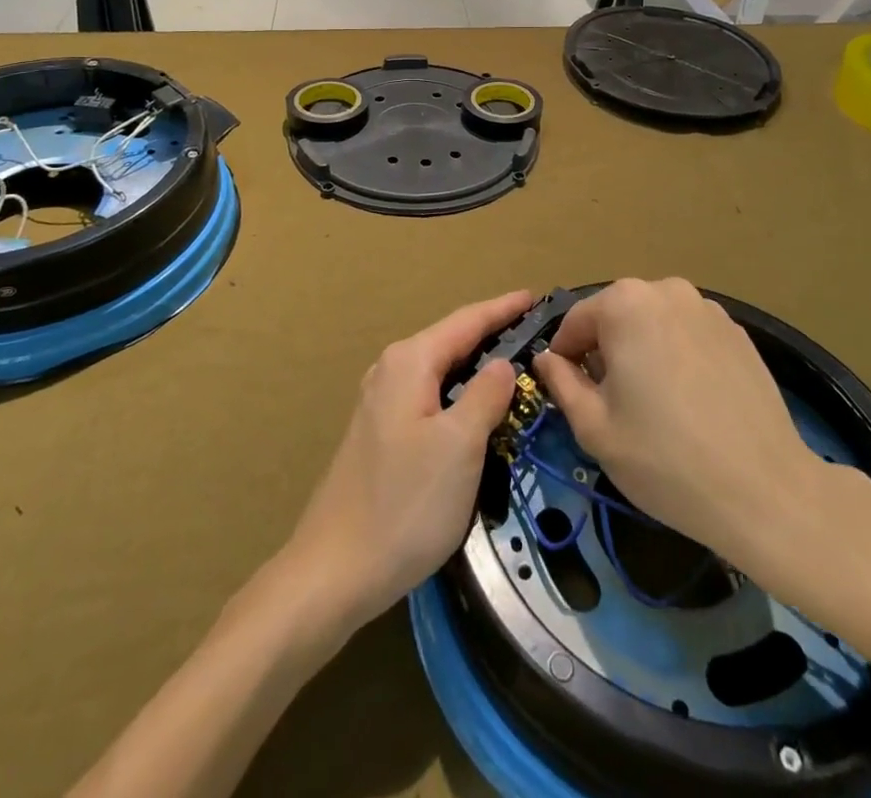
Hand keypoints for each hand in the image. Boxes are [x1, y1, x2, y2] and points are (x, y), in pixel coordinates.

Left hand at [283, 290, 529, 633]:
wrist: (333, 572)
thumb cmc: (404, 504)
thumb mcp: (459, 446)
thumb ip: (485, 395)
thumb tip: (503, 363)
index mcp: (410, 362)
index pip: (466, 321)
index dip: (503, 309)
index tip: (537, 297)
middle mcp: (391, 370)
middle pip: (451, 340)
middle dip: (492, 333)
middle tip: (537, 333)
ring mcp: (380, 403)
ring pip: (440, 370)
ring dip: (476, 364)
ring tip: (516, 365)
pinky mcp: (380, 433)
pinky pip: (429, 395)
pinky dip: (459, 391)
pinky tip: (476, 407)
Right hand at [532, 278, 870, 620]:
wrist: (766, 491)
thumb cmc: (665, 460)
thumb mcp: (594, 428)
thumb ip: (562, 383)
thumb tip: (548, 359)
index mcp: (625, 303)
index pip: (575, 322)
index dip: (565, 359)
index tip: (570, 395)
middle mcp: (666, 290)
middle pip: (616, 316)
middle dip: (605, 352)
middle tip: (612, 404)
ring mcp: (708, 308)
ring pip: (653, 323)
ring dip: (642, 351)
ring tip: (654, 404)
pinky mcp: (738, 331)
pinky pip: (688, 334)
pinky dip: (677, 356)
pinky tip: (690, 402)